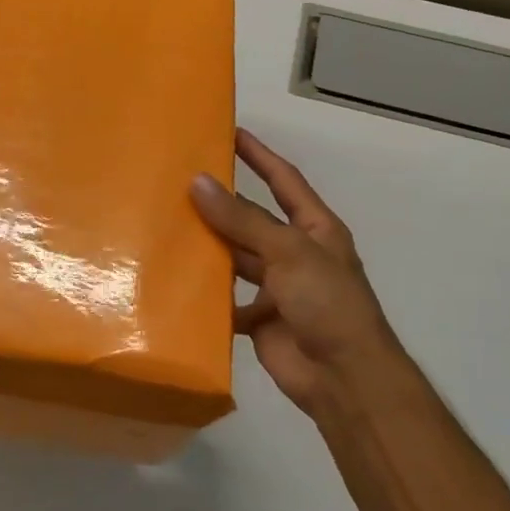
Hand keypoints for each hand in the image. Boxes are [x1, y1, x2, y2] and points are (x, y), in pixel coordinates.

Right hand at [191, 129, 406, 416]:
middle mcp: (295, 253)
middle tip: (178, 182)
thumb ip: (242, 220)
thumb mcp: (288, 252)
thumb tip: (198, 182)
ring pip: (235, 257)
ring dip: (209, 246)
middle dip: (221, 203)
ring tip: (166, 225)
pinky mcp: (258, 318)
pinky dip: (204, 292)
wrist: (343, 377)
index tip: (231, 133)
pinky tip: (174, 279)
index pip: (284, 181)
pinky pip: (225, 298)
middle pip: (252, 219)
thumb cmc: (327, 303)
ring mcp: (276, 287)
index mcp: (314, 229)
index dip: (260, 156)